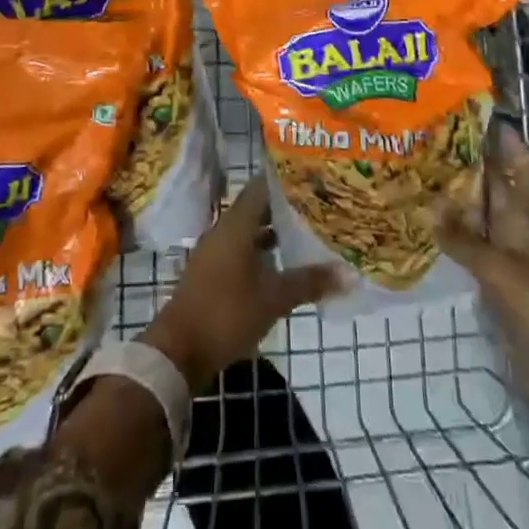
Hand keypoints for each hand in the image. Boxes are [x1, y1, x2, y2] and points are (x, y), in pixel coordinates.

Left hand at [145, 176, 344, 392]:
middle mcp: (224, 229)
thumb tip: (349, 274)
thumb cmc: (227, 313)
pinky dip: (263, 251)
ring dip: (275, 231)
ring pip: (250, 230)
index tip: (314, 178)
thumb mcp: (274, 298)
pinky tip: (284, 264)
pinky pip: (242, 249)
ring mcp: (216, 250)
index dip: (288, 180)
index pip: (263, 186)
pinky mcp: (212, 271)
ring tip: (308, 233)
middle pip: (258, 207)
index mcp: (237, 223)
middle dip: (287, 207)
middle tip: (320, 206)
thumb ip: (310, 282)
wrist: (179, 350)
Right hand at [435, 131, 528, 441]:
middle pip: (501, 193)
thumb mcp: (503, 273)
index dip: (507, 144)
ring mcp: (515, 266)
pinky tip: (434, 235)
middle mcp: (522, 236)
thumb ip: (466, 242)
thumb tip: (431, 208)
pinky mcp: (506, 294)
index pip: (521, 170)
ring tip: (426, 181)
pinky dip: (459, 241)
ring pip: (487, 222)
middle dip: (476, 168)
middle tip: (436, 144)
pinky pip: (478, 256)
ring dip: (463, 203)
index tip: (482, 115)